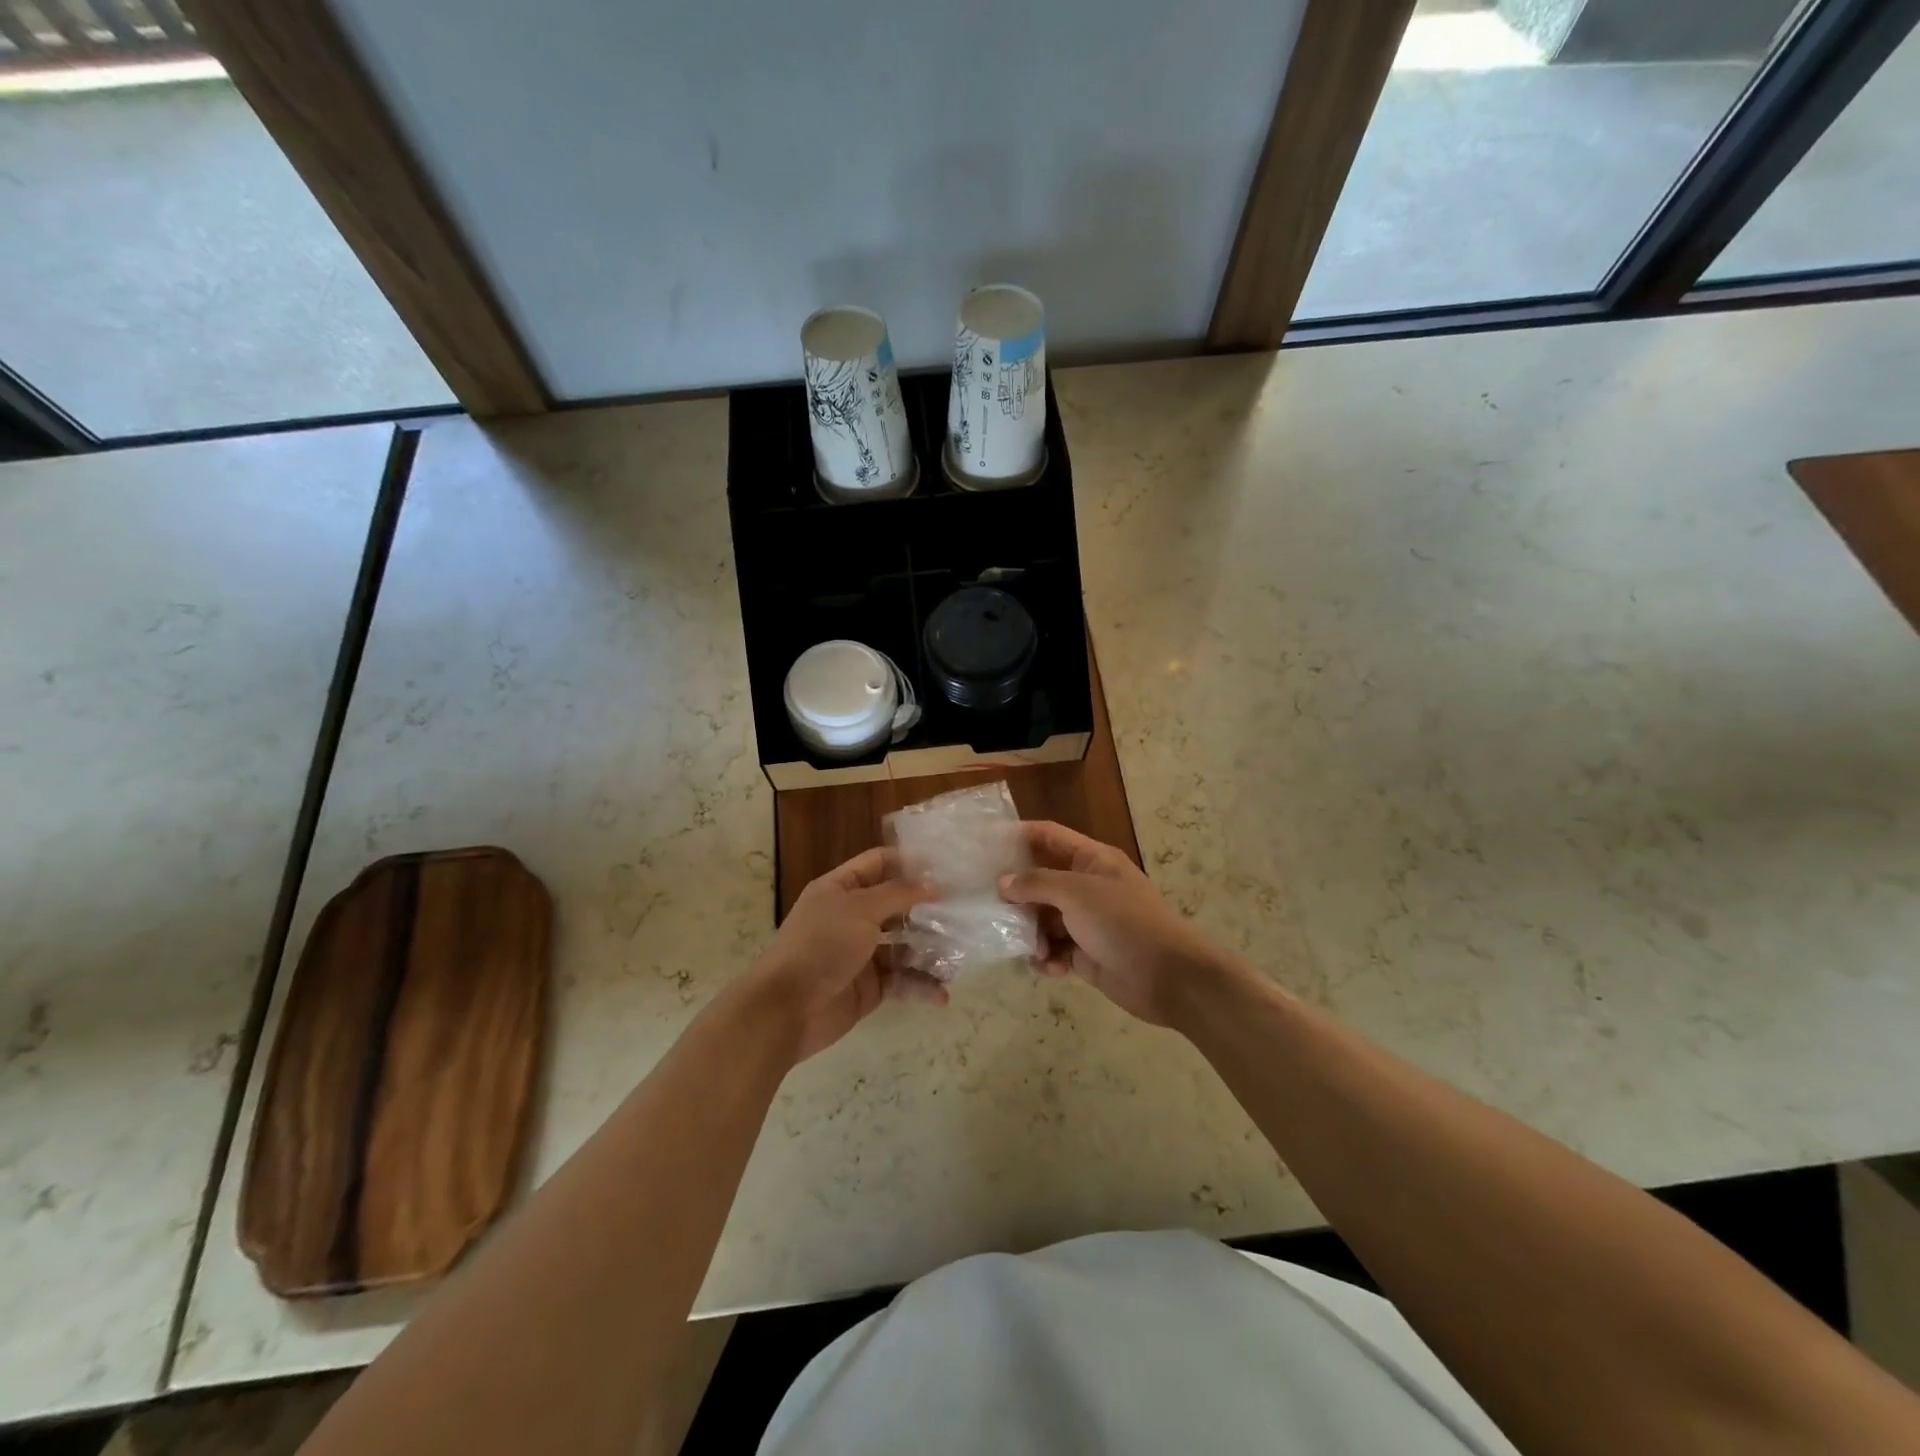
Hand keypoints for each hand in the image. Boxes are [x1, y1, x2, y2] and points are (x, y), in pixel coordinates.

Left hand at [750, 847, 943, 1060]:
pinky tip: (942, 993)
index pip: (878, 864)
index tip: (945, 866)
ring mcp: (861, 953)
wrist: (786, 1009)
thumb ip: (898, 894)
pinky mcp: (870, 987)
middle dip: (928, 909)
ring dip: (930, 949)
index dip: (908, 863)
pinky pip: (901, 980)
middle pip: (896, 905)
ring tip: (959, 955)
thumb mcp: (860, 909)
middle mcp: (851, 917)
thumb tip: (933, 884)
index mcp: (840, 889)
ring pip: (904, 945)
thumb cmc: (821, 946)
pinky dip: (921, 985)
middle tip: (963, 910)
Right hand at [999, 821, 1236, 1025]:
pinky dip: (1046, 958)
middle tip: (986, 904)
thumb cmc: (1124, 922)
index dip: (1018, 836)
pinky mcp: (1086, 955)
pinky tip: (1045, 967)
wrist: (1170, 977)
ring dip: (1031, 931)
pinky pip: (1055, 950)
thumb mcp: (1077, 893)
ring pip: (1044, 918)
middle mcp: (1087, 886)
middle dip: (1017, 893)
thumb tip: (1003, 883)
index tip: (984, 845)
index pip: (1049, 836)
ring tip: (1025, 945)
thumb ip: (1037, 883)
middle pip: (1041, 880)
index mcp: (1092, 860)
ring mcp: (1087, 922)